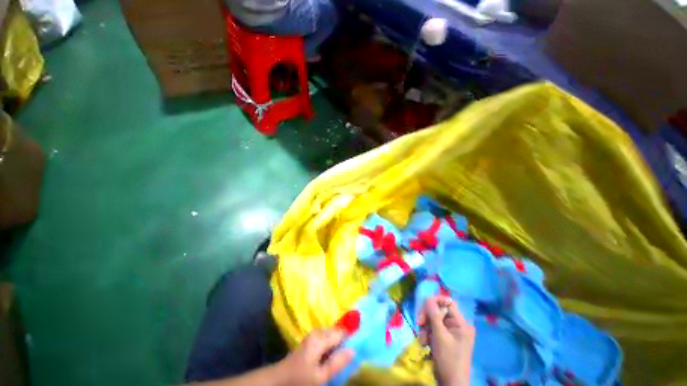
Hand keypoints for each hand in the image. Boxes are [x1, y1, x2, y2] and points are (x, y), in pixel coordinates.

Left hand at [276, 329, 354, 385]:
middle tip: (346, 357)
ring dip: (336, 345)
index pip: (342, 332)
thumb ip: (337, 362)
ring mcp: (313, 334)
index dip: (350, 339)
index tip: (357, 348)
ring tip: (338, 359)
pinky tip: (328, 358)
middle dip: (343, 342)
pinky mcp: (310, 339)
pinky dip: (330, 346)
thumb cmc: (300, 379)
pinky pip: (325, 338)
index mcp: (321, 337)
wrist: (279, 379)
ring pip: (331, 335)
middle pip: (336, 332)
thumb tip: (354, 350)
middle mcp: (317, 331)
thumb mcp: (321, 376)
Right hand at [418, 295, 474, 385]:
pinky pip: (434, 329)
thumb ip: (433, 315)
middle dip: (428, 317)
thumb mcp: (439, 335)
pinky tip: (425, 342)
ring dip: (426, 327)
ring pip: (434, 320)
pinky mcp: (445, 339)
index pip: (447, 302)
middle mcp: (457, 325)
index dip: (435, 302)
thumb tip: (427, 297)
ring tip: (423, 339)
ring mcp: (451, 332)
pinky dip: (427, 334)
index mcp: (461, 323)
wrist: (450, 384)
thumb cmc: (448, 359)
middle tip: (420, 324)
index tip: (424, 309)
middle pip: (438, 310)